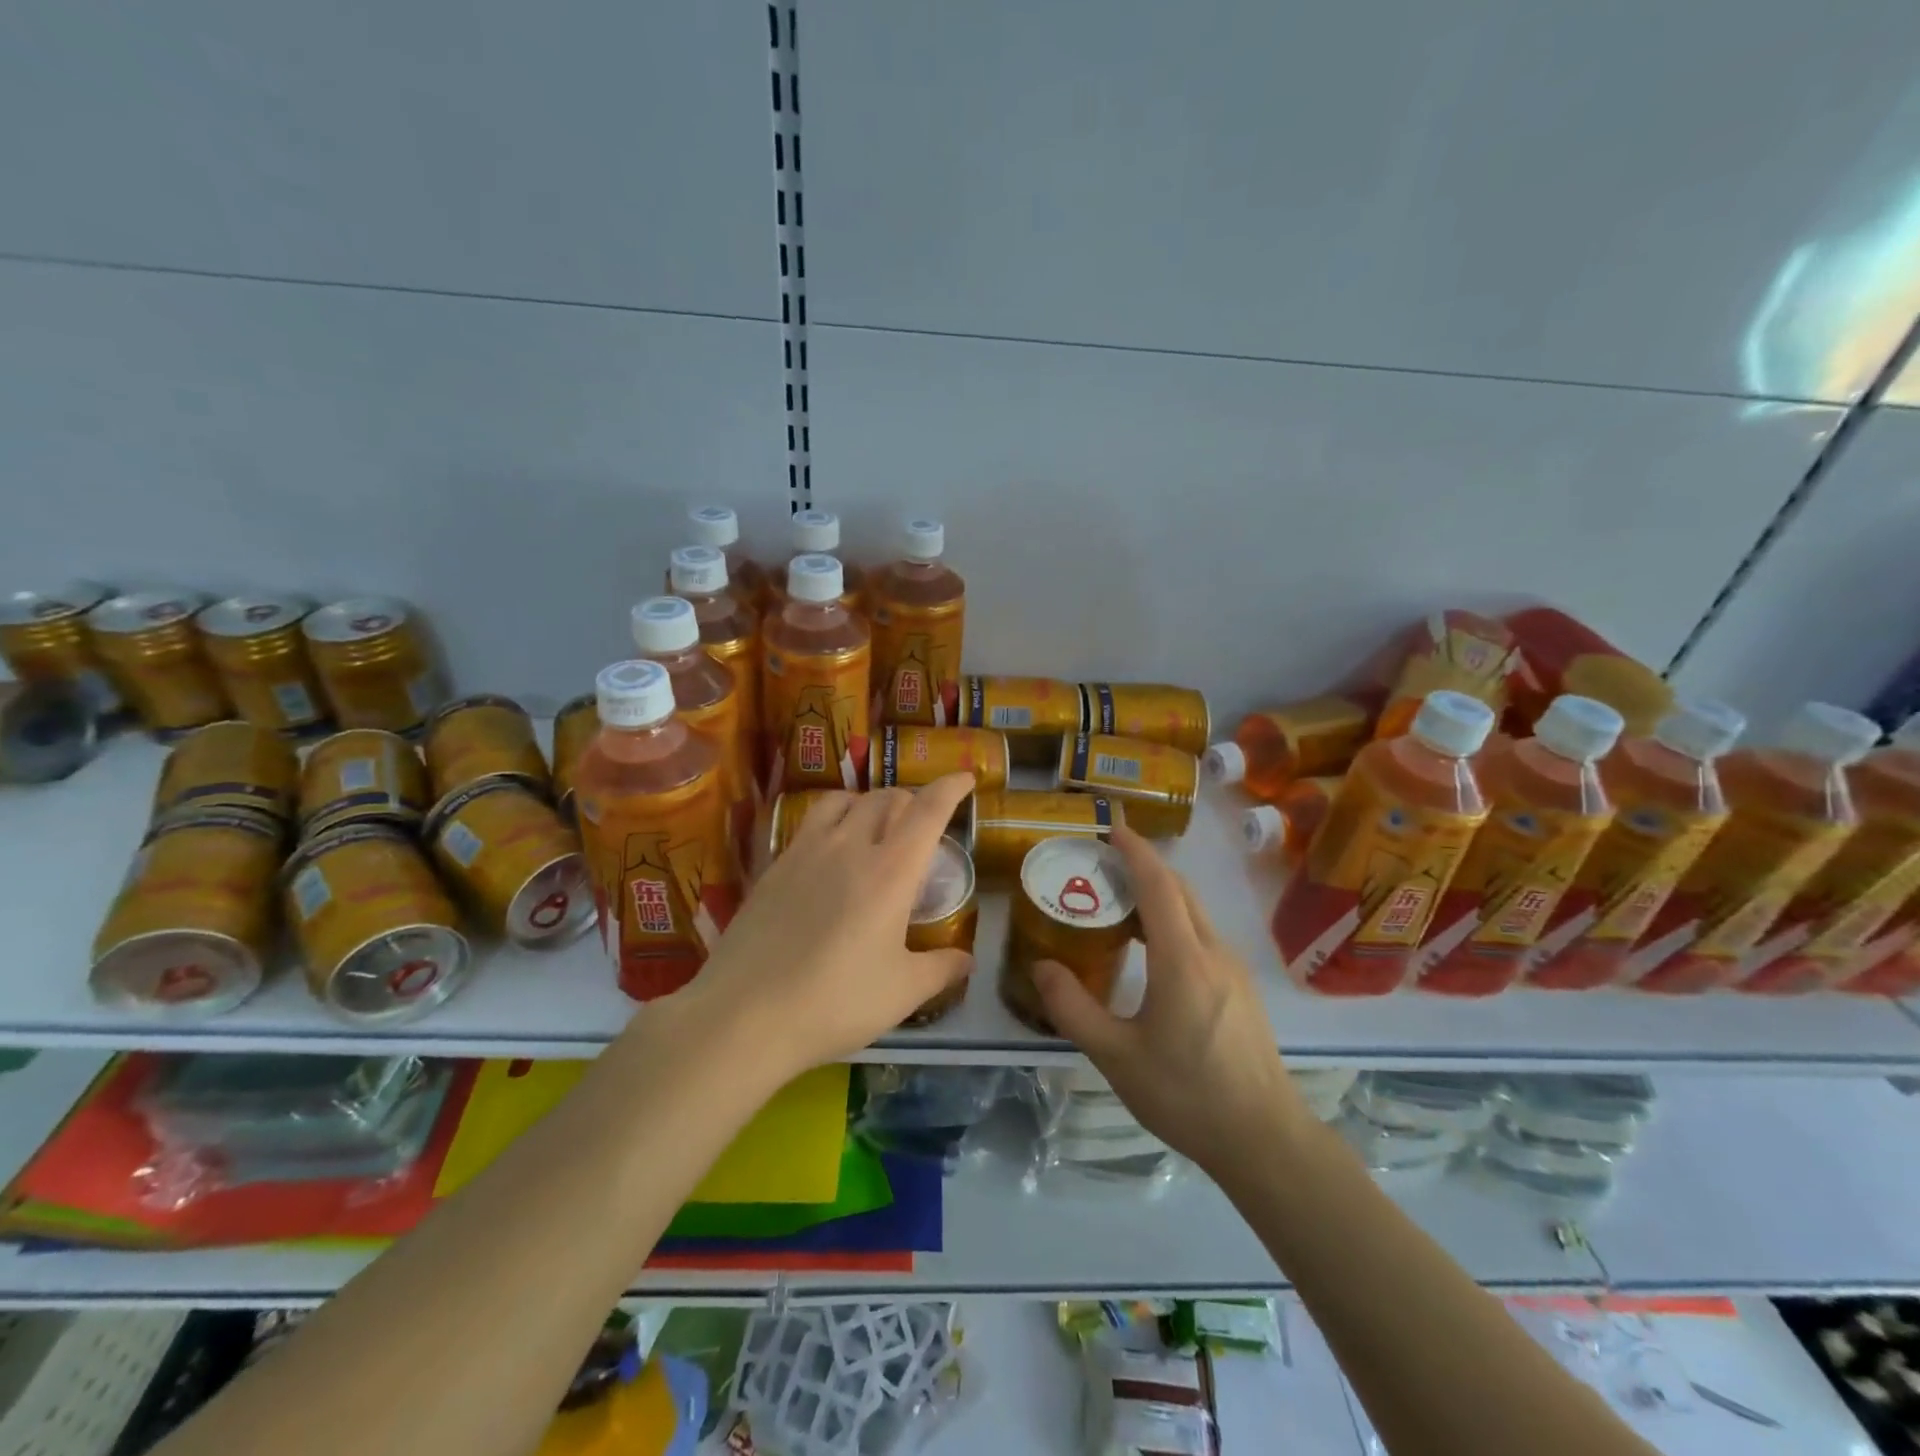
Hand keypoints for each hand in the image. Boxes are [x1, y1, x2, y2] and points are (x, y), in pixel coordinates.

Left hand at [679, 773, 976, 1078]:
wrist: (744, 1014)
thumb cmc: (835, 1002)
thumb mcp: (901, 993)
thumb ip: (940, 969)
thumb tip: (966, 960)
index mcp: (891, 871)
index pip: (927, 810)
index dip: (950, 787)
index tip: (965, 778)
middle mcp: (850, 846)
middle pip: (886, 798)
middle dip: (912, 801)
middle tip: (922, 824)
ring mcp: (807, 851)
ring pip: (845, 800)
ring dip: (870, 802)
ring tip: (875, 824)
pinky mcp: (775, 865)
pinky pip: (812, 821)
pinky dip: (835, 818)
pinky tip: (831, 850)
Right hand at [1032, 825, 1305, 1178]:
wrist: (1264, 1139)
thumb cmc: (1187, 1095)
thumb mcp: (1116, 1057)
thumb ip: (1073, 1008)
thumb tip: (1042, 967)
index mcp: (1183, 960)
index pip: (1159, 885)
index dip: (1135, 851)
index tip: (1110, 829)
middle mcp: (1213, 952)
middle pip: (1179, 891)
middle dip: (1144, 867)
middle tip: (1103, 865)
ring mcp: (1233, 970)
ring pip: (1194, 913)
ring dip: (1159, 896)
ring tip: (1118, 906)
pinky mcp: (1241, 989)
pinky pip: (1203, 936)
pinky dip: (1173, 923)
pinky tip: (1151, 953)